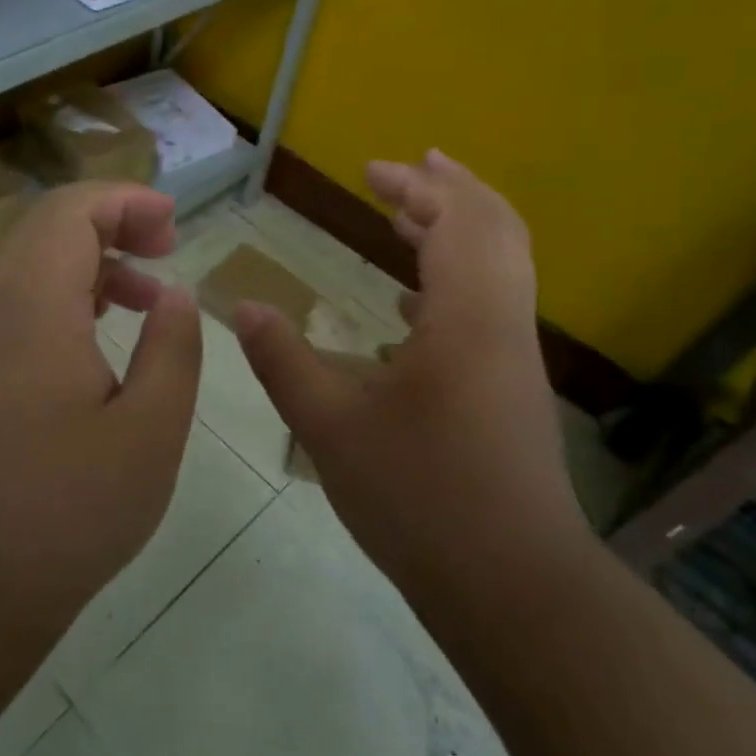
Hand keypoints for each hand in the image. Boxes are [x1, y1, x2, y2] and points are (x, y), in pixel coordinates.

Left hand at [0, 182, 202, 646]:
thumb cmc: (70, 513)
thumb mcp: (151, 433)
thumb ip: (173, 349)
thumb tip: (174, 294)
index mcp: (34, 316)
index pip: (68, 214)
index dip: (123, 201)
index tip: (173, 224)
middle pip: (46, 229)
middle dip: (112, 221)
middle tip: (168, 248)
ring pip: (32, 266)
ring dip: (93, 261)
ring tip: (150, 296)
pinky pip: (22, 306)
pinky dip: (69, 296)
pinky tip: (105, 334)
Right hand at [235, 151, 587, 600]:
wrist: (513, 586)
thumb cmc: (420, 498)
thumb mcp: (331, 427)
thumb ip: (283, 360)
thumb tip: (241, 307)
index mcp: (467, 317)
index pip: (454, 221)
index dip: (415, 187)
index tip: (371, 170)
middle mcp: (502, 323)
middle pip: (493, 228)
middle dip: (447, 190)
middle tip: (401, 172)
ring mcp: (514, 357)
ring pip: (499, 266)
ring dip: (456, 230)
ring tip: (407, 218)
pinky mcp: (513, 388)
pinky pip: (492, 304)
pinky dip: (456, 279)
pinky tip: (411, 304)